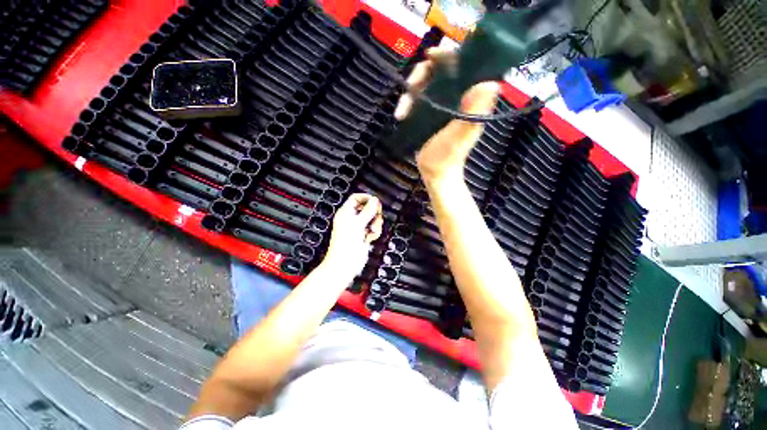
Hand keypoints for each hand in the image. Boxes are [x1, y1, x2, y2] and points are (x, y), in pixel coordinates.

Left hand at [323, 194, 382, 273]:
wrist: (346, 263)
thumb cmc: (345, 244)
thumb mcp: (358, 223)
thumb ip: (368, 211)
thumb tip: (374, 200)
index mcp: (346, 213)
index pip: (356, 198)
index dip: (367, 198)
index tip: (375, 202)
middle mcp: (352, 219)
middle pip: (367, 208)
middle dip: (374, 214)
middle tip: (375, 218)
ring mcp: (358, 228)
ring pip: (372, 219)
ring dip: (376, 224)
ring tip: (371, 230)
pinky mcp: (364, 236)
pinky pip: (373, 229)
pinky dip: (375, 232)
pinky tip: (370, 237)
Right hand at [394, 48, 499, 183]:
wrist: (435, 172)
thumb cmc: (449, 155)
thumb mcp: (462, 133)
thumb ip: (475, 110)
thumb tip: (492, 81)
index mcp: (469, 98)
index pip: (463, 65)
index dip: (449, 55)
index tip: (432, 56)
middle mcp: (456, 96)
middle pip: (439, 70)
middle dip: (421, 74)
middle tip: (410, 87)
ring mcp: (441, 104)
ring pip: (424, 84)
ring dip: (410, 92)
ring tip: (401, 112)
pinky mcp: (428, 113)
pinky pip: (416, 99)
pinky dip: (407, 103)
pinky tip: (401, 115)